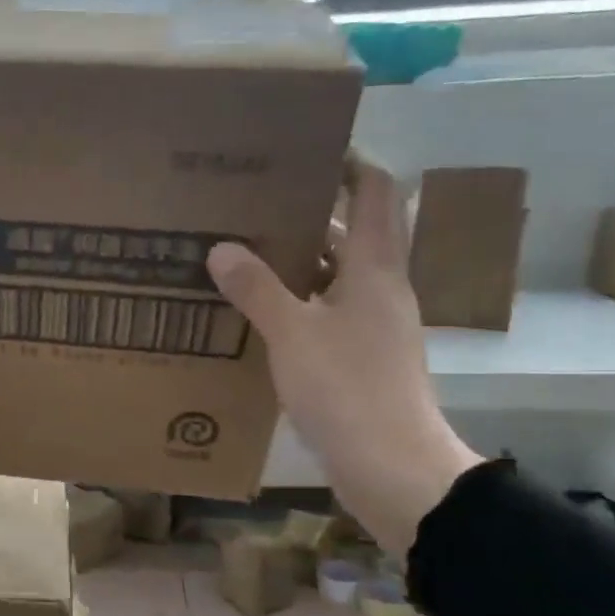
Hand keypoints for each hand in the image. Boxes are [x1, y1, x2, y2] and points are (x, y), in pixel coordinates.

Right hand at [207, 160, 481, 557]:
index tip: (306, 148)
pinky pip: (327, 313)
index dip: (350, 162)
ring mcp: (374, 326)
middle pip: (353, 231)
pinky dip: (298, 302)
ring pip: (337, 275)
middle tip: (256, 200)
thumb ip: (257, 288)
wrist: (393, 468)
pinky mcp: (362, 359)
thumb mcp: (292, 334)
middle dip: (311, 210)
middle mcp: (380, 289)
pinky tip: (259, 311)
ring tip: (247, 249)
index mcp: (374, 268)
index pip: (375, 192)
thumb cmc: (348, 389)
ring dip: (300, 260)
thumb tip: (221, 248)